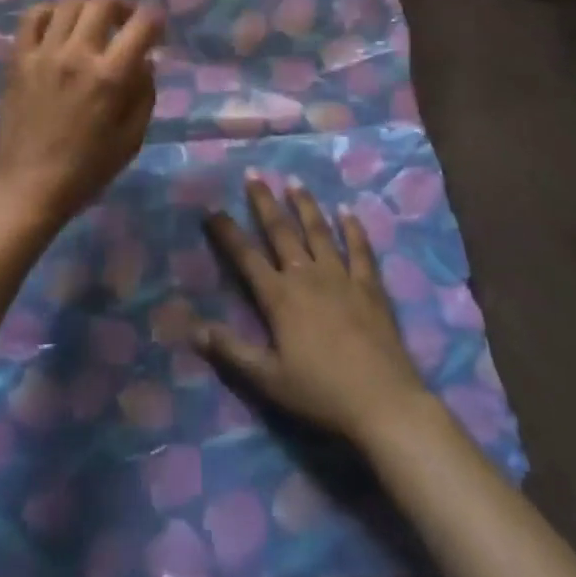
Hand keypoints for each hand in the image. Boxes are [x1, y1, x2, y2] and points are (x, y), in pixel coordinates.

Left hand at [0, 0, 162, 227]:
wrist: (28, 187)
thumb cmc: (86, 170)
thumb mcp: (132, 139)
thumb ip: (144, 94)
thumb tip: (145, 61)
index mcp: (110, 77)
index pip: (141, 25)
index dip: (155, 20)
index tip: (156, 30)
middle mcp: (77, 55)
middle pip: (103, 4)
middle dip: (122, 7)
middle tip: (126, 22)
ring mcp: (43, 54)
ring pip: (69, 4)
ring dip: (88, 7)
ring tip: (93, 23)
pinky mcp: (18, 59)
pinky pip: (33, 17)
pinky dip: (50, 12)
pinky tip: (59, 26)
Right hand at [195, 180, 430, 443]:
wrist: (383, 402)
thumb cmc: (321, 392)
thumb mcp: (268, 379)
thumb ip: (230, 351)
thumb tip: (192, 328)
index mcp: (280, 297)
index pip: (246, 257)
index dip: (227, 233)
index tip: (212, 209)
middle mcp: (307, 276)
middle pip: (281, 232)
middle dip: (264, 202)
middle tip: (254, 174)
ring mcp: (341, 277)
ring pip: (319, 231)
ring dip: (305, 205)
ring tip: (294, 181)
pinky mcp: (370, 287)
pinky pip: (360, 250)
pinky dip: (353, 229)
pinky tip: (348, 211)